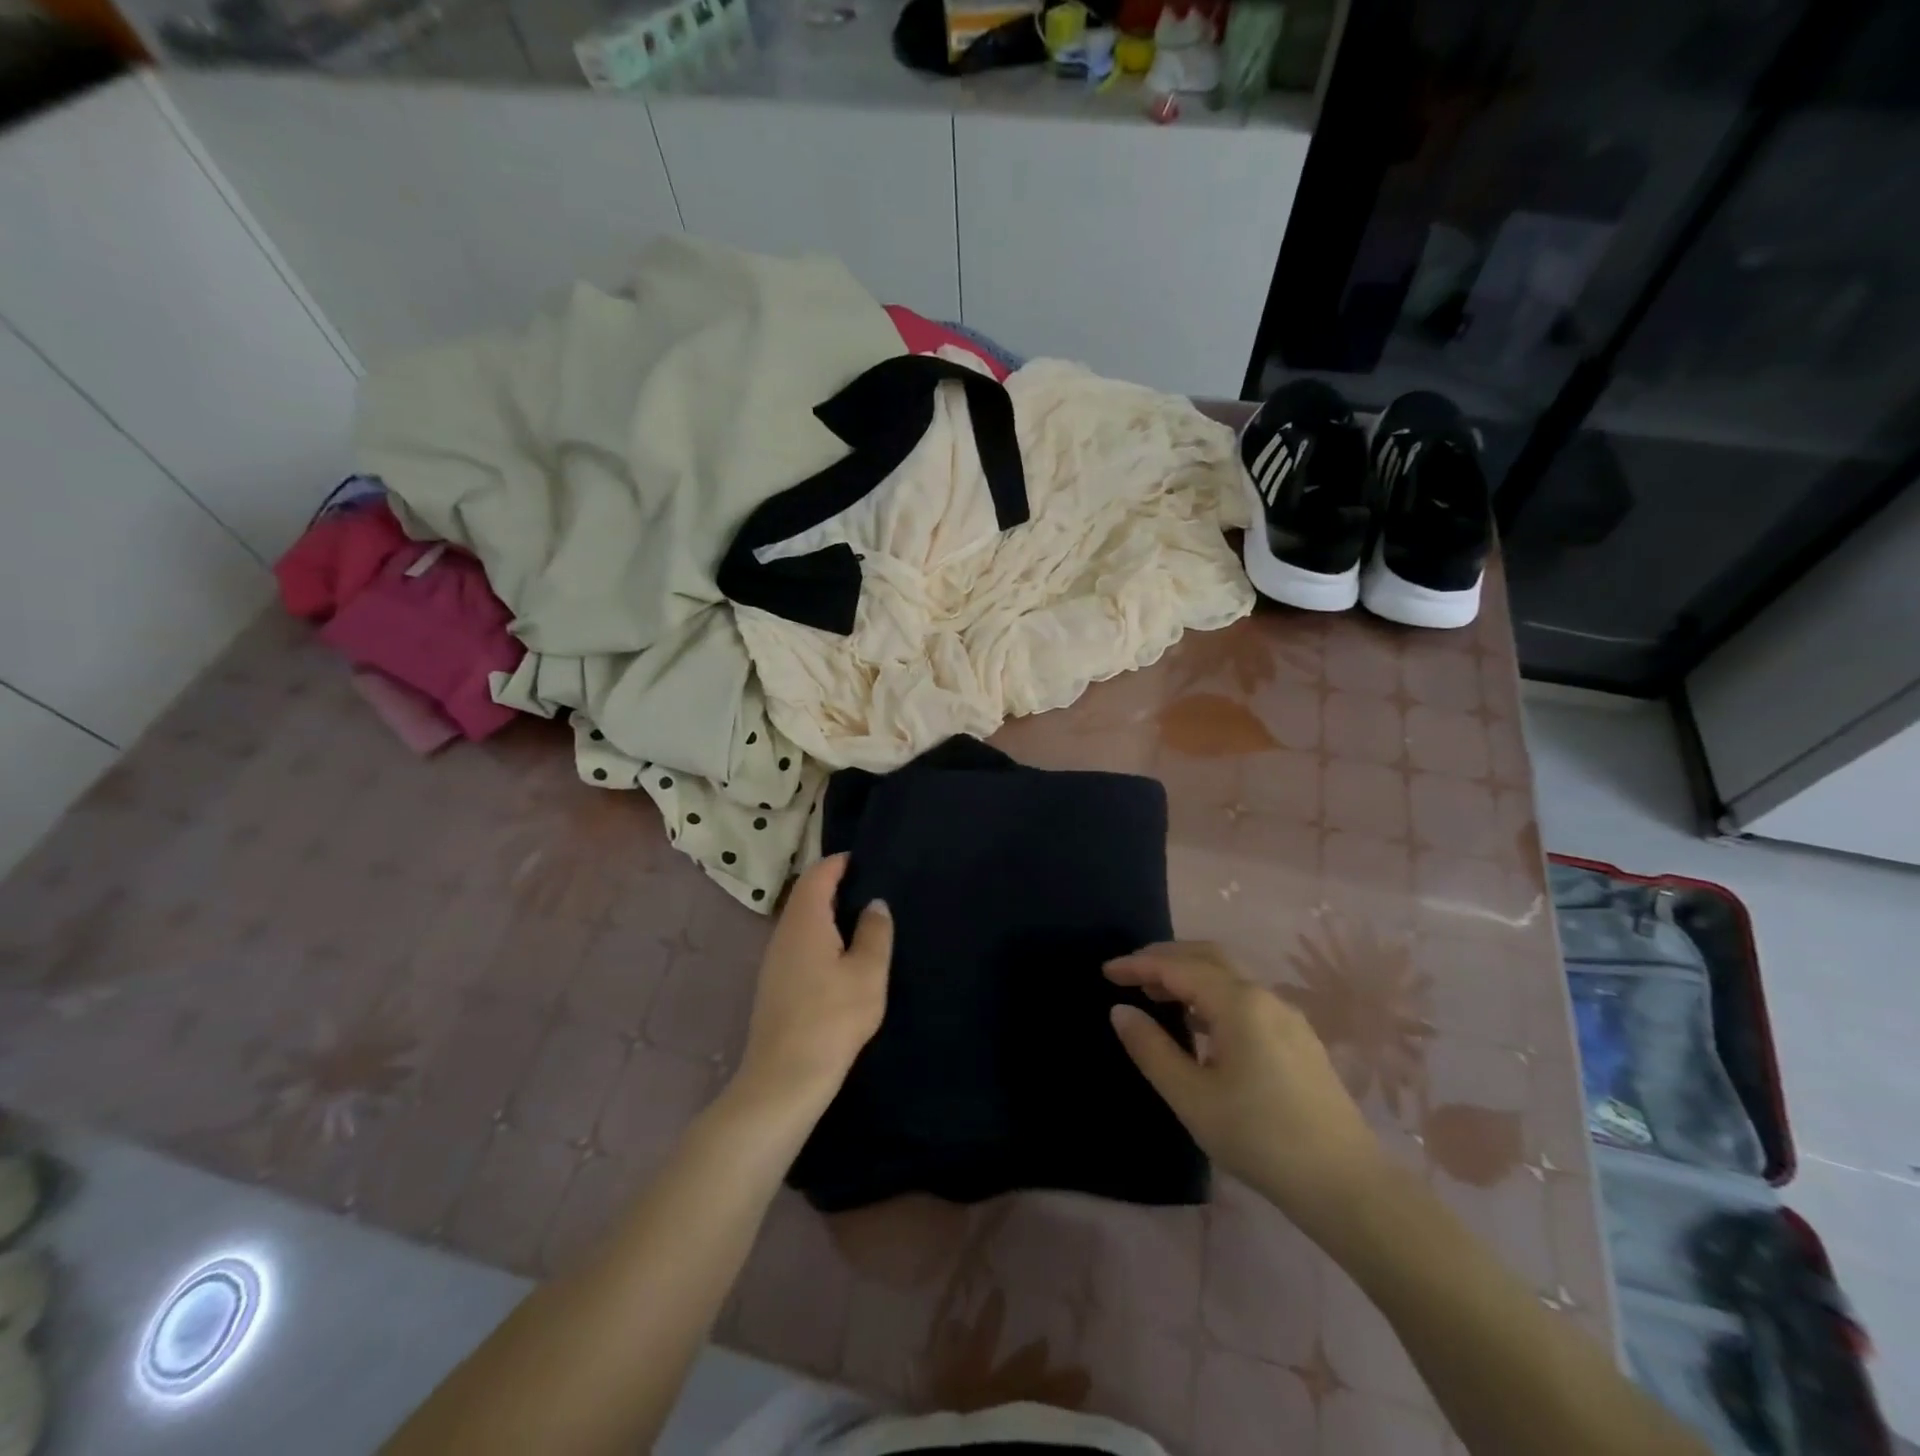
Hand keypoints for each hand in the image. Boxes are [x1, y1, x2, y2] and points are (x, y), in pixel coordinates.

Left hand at [733, 854, 891, 1114]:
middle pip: (806, 896)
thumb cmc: (832, 1018)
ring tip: (861, 920)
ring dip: (827, 914)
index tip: (865, 859)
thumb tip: (875, 904)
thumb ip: (874, 932)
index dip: (839, 862)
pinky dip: (820, 937)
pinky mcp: (774, 985)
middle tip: (870, 887)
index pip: (817, 875)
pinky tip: (841, 957)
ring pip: (801, 922)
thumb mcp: (867, 972)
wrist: (784, 1079)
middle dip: (834, 886)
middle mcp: (784, 933)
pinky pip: (798, 945)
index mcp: (805, 921)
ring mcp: (774, 961)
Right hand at [1106, 942, 1384, 1240]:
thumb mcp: (1192, 1098)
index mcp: (1238, 1003)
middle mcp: (1265, 996)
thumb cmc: (1260, 1138)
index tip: (1106, 971)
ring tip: (1158, 997)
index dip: (1139, 965)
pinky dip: (1213, 995)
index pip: (1178, 968)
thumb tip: (1121, 1011)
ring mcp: (1287, 1016)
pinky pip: (1246, 998)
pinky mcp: (1299, 1038)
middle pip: (1208, 957)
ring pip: (1229, 976)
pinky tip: (1201, 1025)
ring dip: (1190, 976)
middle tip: (1131, 974)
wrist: (1346, 1184)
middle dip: (1166, 958)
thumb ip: (1151, 1049)